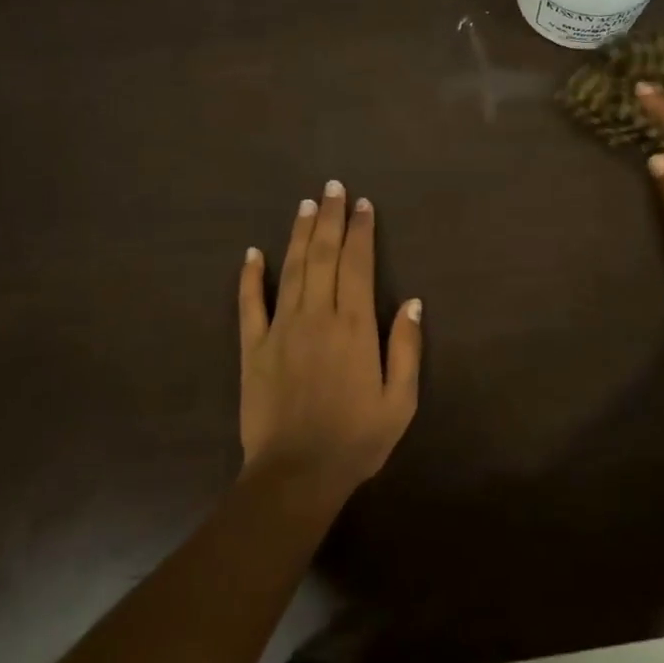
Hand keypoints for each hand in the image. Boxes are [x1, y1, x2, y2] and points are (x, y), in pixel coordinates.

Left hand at [237, 181, 423, 497]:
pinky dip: (250, 276)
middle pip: (323, 256)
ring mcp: (281, 330)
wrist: (296, 475)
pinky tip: (252, 252)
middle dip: (330, 219)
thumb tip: (413, 302)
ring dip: (299, 234)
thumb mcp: (400, 401)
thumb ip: (406, 348)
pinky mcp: (253, 348)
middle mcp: (317, 317)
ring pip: (291, 269)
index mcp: (355, 327)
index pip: (358, 265)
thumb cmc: (356, 440)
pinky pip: (250, 304)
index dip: (361, 232)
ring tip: (306, 205)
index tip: (362, 205)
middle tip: (333, 187)